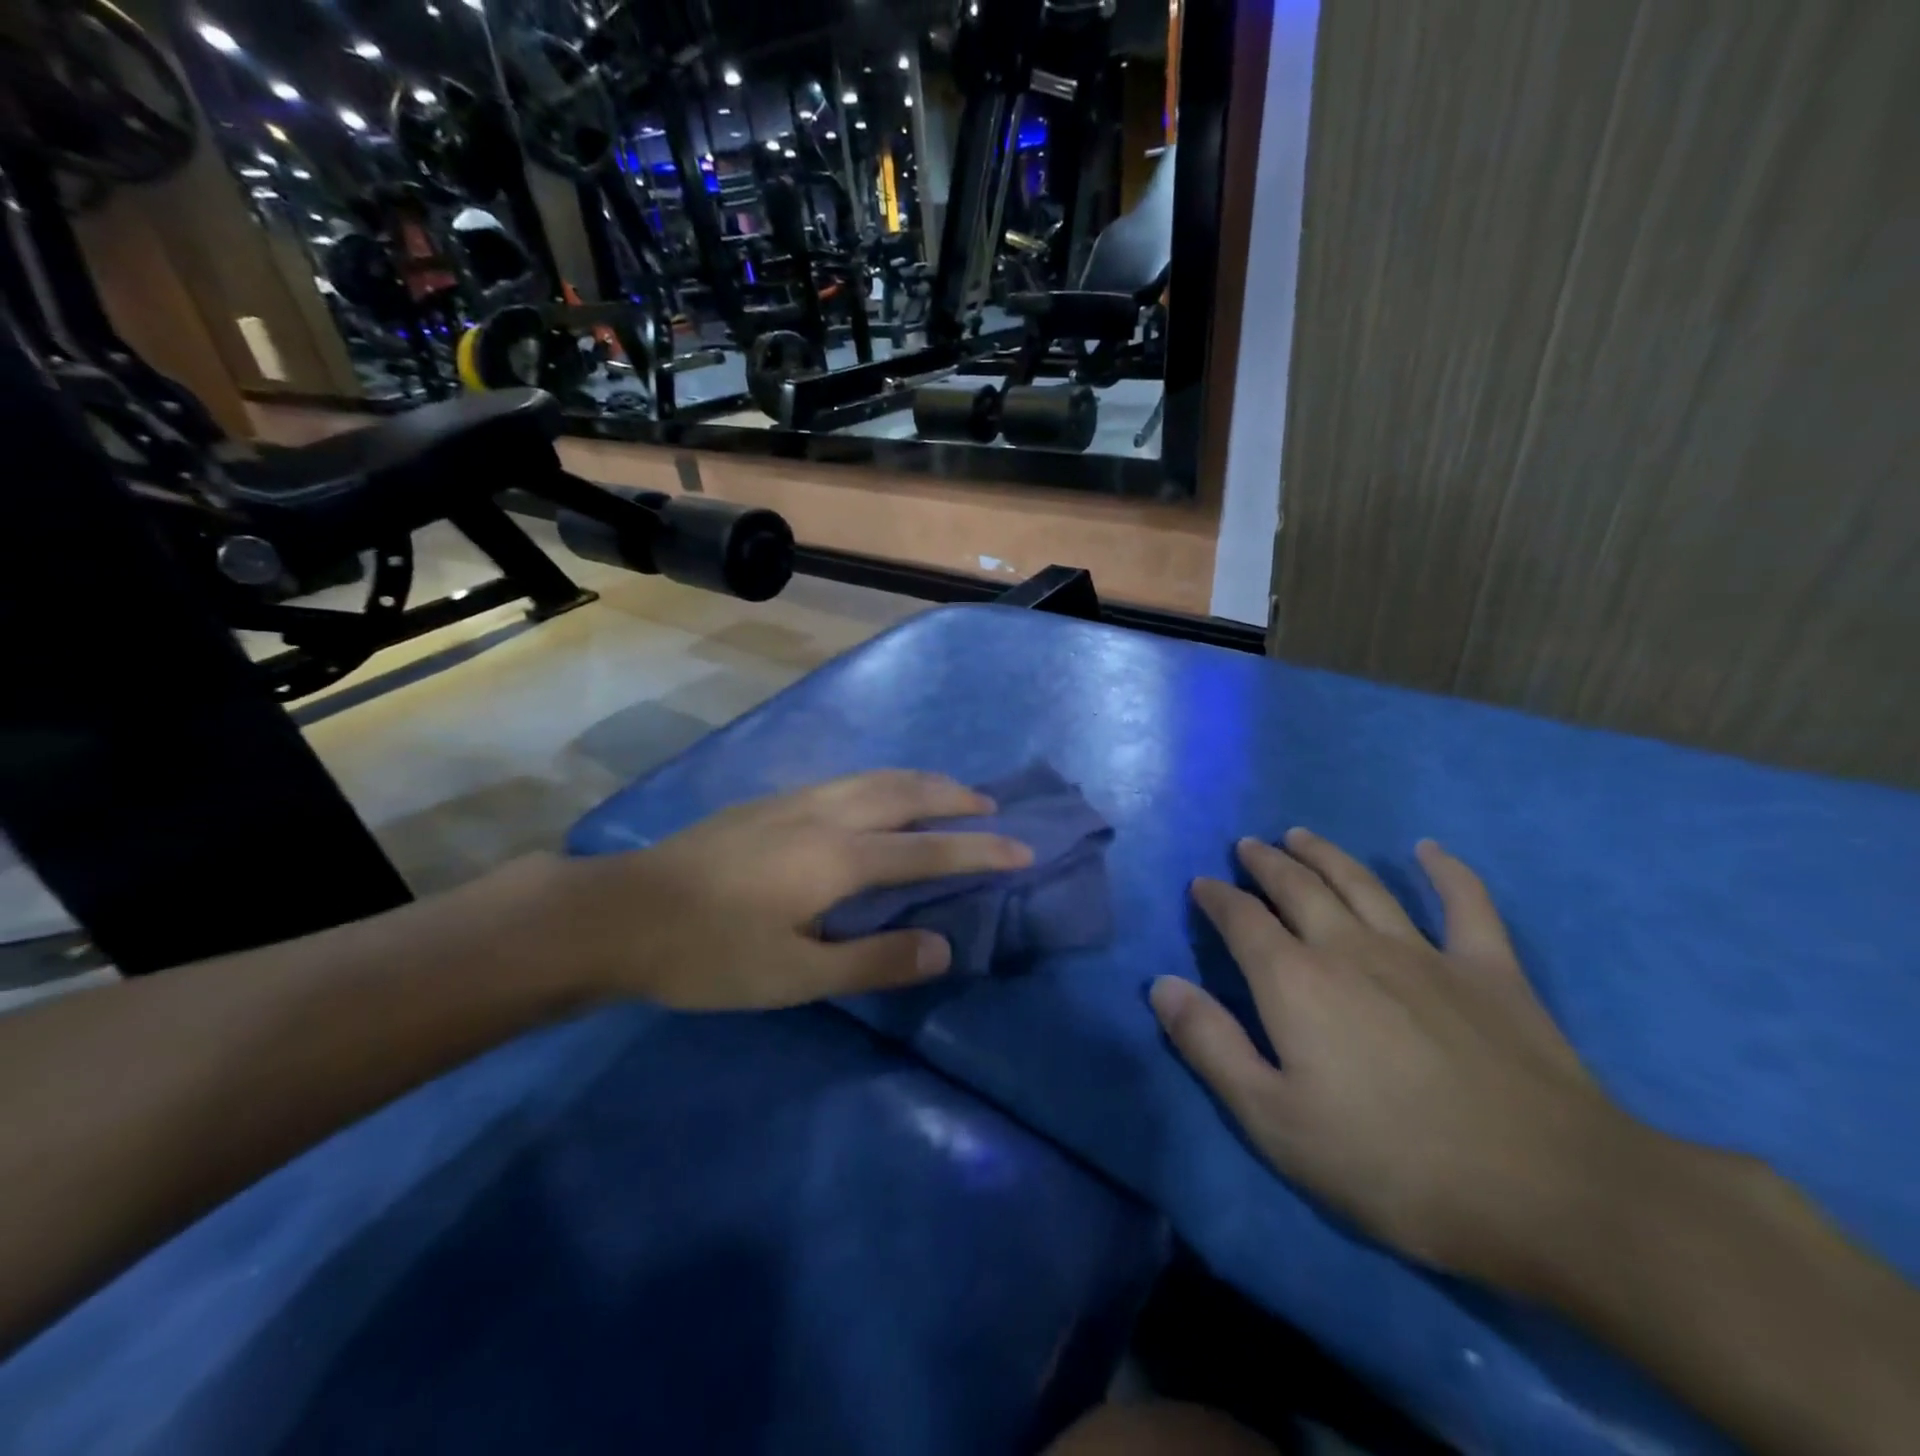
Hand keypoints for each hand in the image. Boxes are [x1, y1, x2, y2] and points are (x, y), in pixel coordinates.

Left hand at [558, 770, 1032, 1011]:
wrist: (621, 913)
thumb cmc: (710, 953)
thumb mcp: (796, 974)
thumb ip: (873, 960)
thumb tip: (943, 947)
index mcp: (839, 857)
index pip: (928, 849)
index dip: (980, 850)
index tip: (1023, 849)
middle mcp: (825, 814)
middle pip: (905, 792)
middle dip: (955, 797)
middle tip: (991, 807)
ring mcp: (793, 801)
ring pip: (873, 777)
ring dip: (919, 781)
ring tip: (946, 791)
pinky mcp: (768, 802)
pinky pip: (846, 779)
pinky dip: (882, 781)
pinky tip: (874, 796)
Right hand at [1152, 830, 1633, 1288]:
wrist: (1549, 1193)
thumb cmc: (1391, 1164)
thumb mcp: (1274, 1120)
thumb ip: (1210, 1045)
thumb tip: (1160, 984)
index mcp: (1295, 981)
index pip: (1242, 920)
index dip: (1216, 898)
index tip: (1202, 885)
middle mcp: (1350, 948)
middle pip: (1298, 888)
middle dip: (1267, 863)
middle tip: (1249, 846)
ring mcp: (1424, 953)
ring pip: (1363, 884)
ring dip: (1326, 854)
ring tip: (1301, 835)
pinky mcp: (1490, 970)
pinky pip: (1466, 904)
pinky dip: (1447, 872)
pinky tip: (1430, 851)